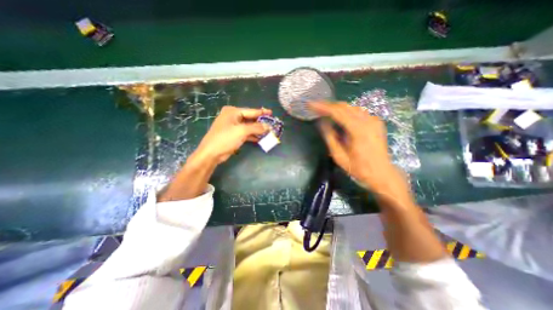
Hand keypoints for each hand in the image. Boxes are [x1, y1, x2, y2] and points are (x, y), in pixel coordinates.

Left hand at [196, 106, 271, 163]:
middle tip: (271, 124)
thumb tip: (268, 127)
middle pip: (250, 118)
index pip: (251, 111)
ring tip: (268, 132)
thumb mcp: (242, 131)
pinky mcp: (233, 135)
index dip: (262, 112)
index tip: (271, 113)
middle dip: (260, 123)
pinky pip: (246, 133)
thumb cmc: (225, 138)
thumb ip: (256, 128)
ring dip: (257, 130)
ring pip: (248, 127)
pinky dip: (252, 136)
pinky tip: (260, 138)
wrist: (211, 153)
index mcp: (233, 112)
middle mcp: (233, 117)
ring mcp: (233, 126)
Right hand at [309, 102, 407, 197]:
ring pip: (351, 107)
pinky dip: (346, 111)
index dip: (322, 107)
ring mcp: (374, 120)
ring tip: (324, 111)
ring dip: (336, 108)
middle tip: (315, 107)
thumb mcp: (339, 156)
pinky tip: (339, 116)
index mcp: (358, 130)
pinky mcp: (376, 122)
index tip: (310, 104)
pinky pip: (358, 111)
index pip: (337, 112)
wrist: (381, 173)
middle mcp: (368, 121)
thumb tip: (321, 122)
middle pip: (344, 106)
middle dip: (328, 105)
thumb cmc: (358, 168)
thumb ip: (330, 137)